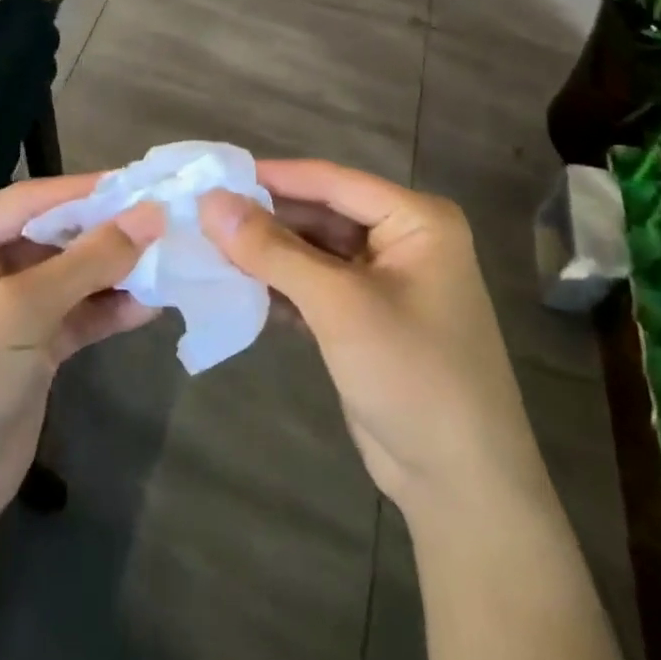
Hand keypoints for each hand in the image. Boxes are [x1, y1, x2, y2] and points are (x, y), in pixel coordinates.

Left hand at [0, 175, 163, 536]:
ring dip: (116, 271)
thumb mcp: (20, 311)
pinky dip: (110, 309)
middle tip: (169, 221)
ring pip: (72, 275)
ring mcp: (9, 308)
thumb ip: (88, 260)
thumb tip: (152, 214)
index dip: (89, 190)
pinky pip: (78, 314)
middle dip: (108, 233)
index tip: (147, 180)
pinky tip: (152, 304)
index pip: (32, 199)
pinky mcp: (33, 346)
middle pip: (56, 235)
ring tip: (170, 260)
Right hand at [201, 161, 538, 525]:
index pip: (332, 181)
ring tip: (208, 249)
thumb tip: (210, 202)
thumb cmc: (411, 374)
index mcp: (416, 219)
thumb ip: (272, 250)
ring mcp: (385, 282)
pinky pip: (316, 287)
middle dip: (265, 220)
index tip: (212, 174)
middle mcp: (403, 240)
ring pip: (314, 252)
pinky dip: (281, 288)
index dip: (272, 177)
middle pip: (321, 214)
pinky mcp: (367, 320)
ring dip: (268, 255)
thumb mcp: (339, 305)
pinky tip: (237, 289)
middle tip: (201, 217)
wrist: (460, 484)